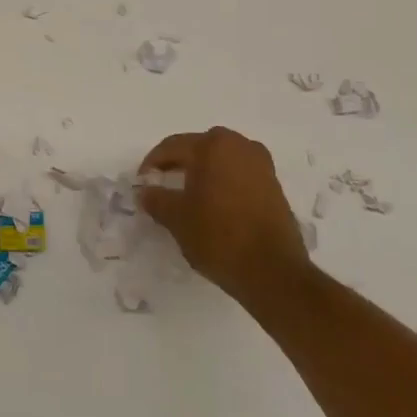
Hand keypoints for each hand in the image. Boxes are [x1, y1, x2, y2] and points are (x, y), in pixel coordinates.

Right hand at [136, 127, 309, 303]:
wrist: (274, 271)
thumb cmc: (219, 237)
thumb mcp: (177, 219)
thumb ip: (156, 199)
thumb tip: (145, 191)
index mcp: (212, 146)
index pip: (172, 147)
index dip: (152, 163)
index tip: (142, 182)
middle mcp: (239, 145)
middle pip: (199, 148)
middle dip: (179, 164)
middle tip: (163, 184)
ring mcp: (261, 164)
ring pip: (221, 159)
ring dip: (203, 172)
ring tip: (189, 195)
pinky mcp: (274, 185)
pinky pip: (239, 174)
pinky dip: (224, 182)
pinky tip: (215, 205)